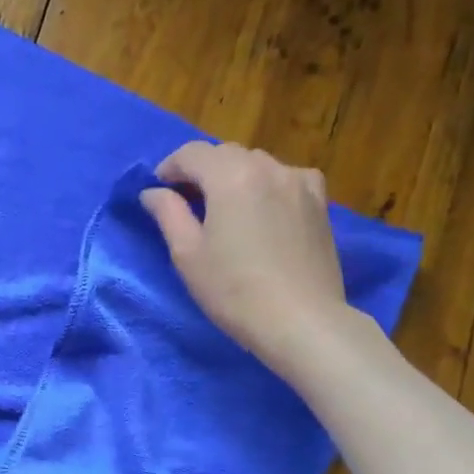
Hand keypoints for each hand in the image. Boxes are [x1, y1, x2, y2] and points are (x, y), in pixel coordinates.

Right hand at [140, 142, 351, 368]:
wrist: (300, 321)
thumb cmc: (233, 290)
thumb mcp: (187, 253)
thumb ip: (167, 213)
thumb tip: (153, 192)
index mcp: (231, 176)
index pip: (192, 153)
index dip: (169, 167)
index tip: (159, 190)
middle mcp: (268, 167)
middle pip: (226, 154)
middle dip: (202, 171)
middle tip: (187, 201)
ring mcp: (299, 182)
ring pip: (257, 164)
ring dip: (234, 177)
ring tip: (225, 209)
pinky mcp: (320, 202)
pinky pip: (285, 178)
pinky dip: (266, 185)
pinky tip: (263, 211)